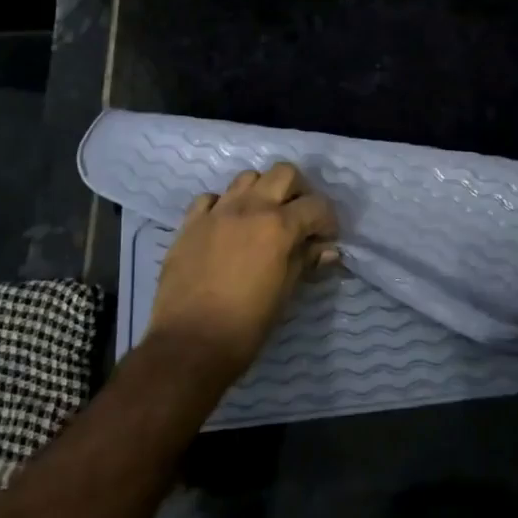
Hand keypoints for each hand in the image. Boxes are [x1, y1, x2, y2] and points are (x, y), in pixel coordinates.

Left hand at [147, 162, 337, 381]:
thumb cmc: (246, 326)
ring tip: (262, 218)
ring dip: (261, 192)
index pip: (316, 205)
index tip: (326, 239)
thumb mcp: (285, 294)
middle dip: (298, 191)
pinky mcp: (189, 223)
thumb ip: (305, 261)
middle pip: (284, 173)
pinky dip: (223, 205)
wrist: (189, 344)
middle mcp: (249, 208)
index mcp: (278, 226)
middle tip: (299, 218)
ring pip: (247, 178)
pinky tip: (226, 227)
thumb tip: (327, 249)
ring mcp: (216, 212)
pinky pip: (211, 198)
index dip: (328, 221)